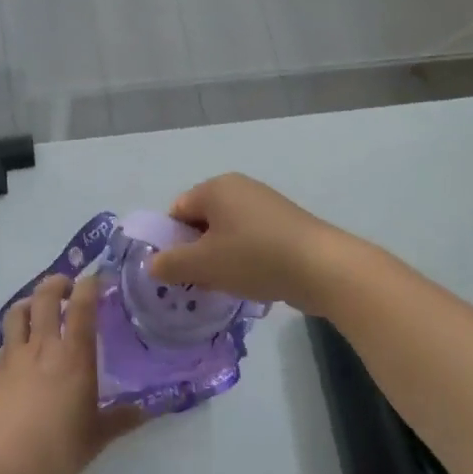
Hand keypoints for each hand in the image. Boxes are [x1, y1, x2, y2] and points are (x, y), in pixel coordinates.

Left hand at [0, 274, 143, 473]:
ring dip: (31, 301)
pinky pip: (5, 340)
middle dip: (57, 283)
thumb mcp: (96, 438)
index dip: (89, 285)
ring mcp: (14, 356)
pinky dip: (15, 333)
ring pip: (18, 311)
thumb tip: (147, 410)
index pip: (81, 306)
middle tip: (68, 287)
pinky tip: (20, 347)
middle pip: (45, 296)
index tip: (96, 279)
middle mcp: (43, 346)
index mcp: (74, 356)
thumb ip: (121, 419)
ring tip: (40, 307)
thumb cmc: (56, 450)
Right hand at [148, 174, 351, 312]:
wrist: (320, 266)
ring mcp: (265, 204)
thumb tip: (151, 264)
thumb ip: (170, 264)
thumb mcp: (203, 264)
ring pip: (227, 233)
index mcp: (216, 187)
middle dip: (196, 252)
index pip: (177, 210)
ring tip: (226, 286)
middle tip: (198, 282)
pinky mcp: (285, 224)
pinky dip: (245, 259)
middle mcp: (240, 188)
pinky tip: (252, 282)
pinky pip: (251, 240)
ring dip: (221, 259)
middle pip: (202, 221)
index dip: (171, 241)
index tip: (177, 271)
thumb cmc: (254, 257)